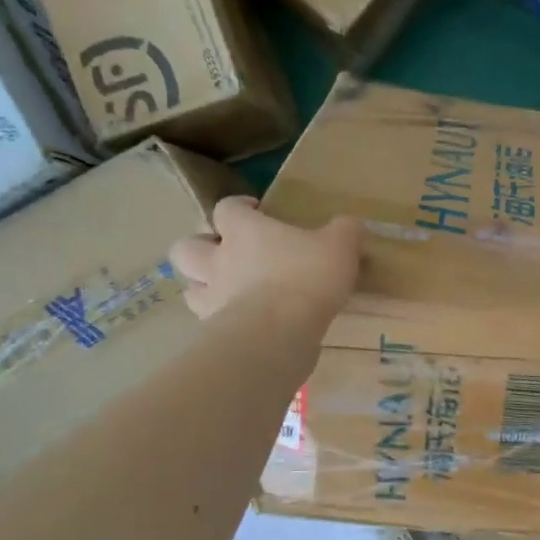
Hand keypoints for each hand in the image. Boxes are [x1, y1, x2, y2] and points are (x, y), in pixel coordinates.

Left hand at [170, 196, 361, 323]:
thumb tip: (352, 225)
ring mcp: (213, 297)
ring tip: (227, 292)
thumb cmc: (307, 278)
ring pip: (190, 287)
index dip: (238, 207)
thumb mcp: (340, 246)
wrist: (279, 332)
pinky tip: (241, 324)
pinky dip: (220, 320)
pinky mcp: (216, 330)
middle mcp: (219, 260)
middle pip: (187, 246)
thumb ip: (346, 231)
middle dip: (201, 247)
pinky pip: (209, 321)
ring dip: (203, 286)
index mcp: (244, 230)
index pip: (226, 208)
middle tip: (227, 254)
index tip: (255, 210)